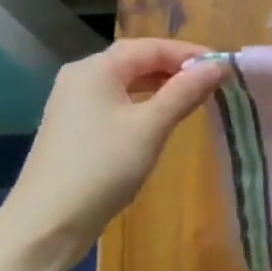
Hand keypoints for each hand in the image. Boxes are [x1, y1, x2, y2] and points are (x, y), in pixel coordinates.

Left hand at [0, 39, 228, 270]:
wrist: (47, 223)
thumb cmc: (102, 167)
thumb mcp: (151, 126)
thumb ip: (185, 91)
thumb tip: (219, 65)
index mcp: (96, 69)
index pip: (151, 47)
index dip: (190, 53)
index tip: (224, 66)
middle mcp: (81, 77)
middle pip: (137, 61)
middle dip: (177, 68)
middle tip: (214, 81)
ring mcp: (74, 103)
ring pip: (128, 82)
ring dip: (163, 86)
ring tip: (196, 97)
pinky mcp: (75, 127)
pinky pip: (118, 102)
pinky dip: (145, 103)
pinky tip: (164, 118)